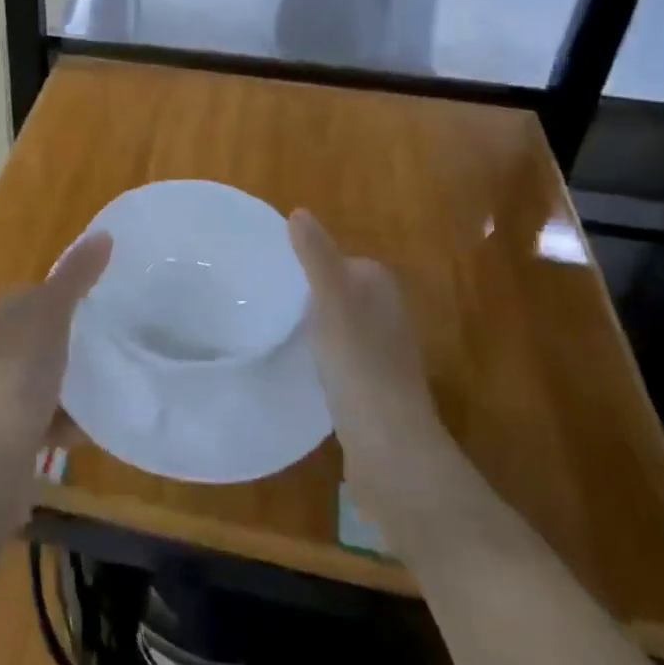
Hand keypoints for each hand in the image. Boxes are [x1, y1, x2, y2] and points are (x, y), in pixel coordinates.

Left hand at [0, 232, 112, 514]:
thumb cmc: (15, 377)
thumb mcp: (50, 316)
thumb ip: (76, 277)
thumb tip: (104, 233)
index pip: (33, 296)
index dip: (66, 296)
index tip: (104, 302)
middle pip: (41, 339)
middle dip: (74, 344)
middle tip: (114, 344)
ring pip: (45, 381)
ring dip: (74, 386)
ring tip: (112, 383)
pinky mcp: (9, 437)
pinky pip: (47, 420)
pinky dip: (69, 422)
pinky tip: (93, 426)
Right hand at [289, 210, 454, 509]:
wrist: (391, 452)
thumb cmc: (361, 368)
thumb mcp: (332, 304)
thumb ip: (316, 259)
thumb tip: (299, 211)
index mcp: (382, 294)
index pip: (350, 262)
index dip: (318, 261)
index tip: (280, 268)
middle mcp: (389, 321)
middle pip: (347, 294)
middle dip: (315, 293)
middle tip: (271, 297)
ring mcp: (384, 360)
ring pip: (345, 328)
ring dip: (318, 326)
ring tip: (278, 329)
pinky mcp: (373, 393)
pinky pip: (343, 361)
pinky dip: (323, 358)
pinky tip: (300, 368)